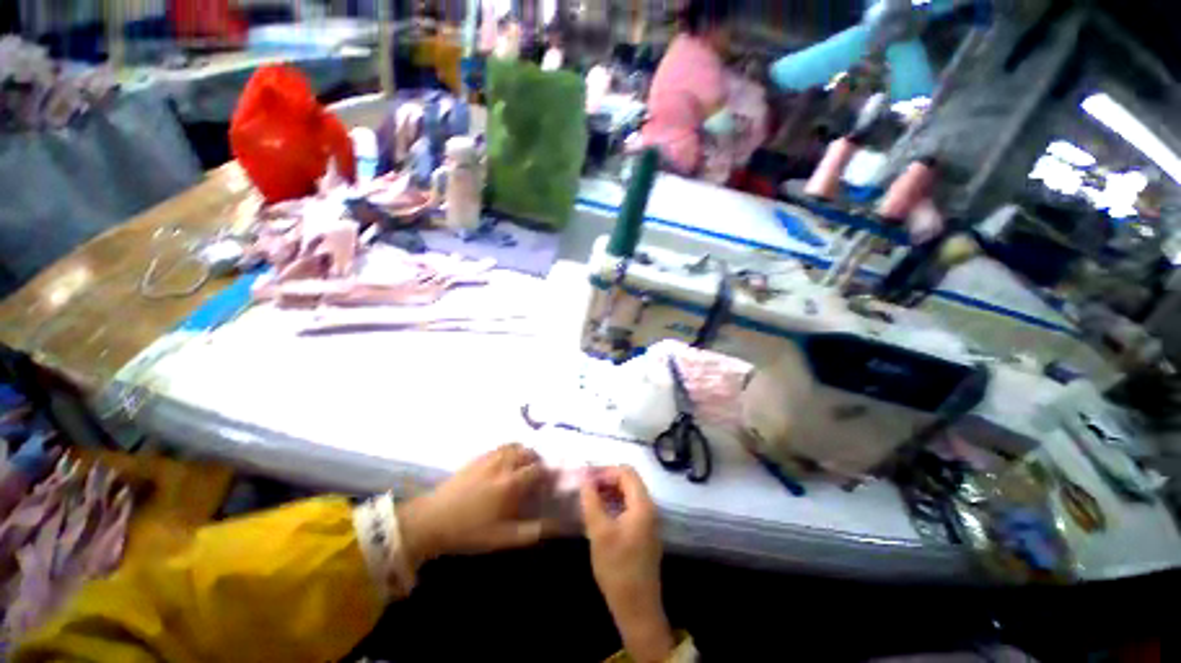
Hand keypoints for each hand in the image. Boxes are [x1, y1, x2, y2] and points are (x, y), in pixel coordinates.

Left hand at [399, 444, 548, 570]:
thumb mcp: (500, 538)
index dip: (546, 474)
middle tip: (537, 473)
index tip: (548, 483)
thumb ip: (528, 532)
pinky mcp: (477, 458)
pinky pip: (500, 447)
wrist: (431, 520)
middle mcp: (503, 464)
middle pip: (528, 452)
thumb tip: (551, 526)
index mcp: (511, 483)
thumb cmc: (468, 531)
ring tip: (524, 464)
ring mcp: (489, 458)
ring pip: (514, 446)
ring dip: (523, 452)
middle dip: (536, 460)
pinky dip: (509, 449)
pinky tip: (505, 461)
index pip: (537, 469)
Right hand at [581, 466, 675, 662]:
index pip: (626, 471)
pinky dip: (614, 504)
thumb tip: (584, 476)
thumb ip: (591, 500)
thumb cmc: (617, 568)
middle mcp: (649, 507)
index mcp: (643, 504)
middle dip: (606, 480)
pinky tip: (599, 515)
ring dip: (609, 492)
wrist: (637, 608)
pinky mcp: (643, 532)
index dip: (605, 471)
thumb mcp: (599, 532)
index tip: (586, 480)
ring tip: (589, 501)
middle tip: (585, 489)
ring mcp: (648, 520)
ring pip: (628, 494)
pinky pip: (629, 508)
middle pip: (628, 481)